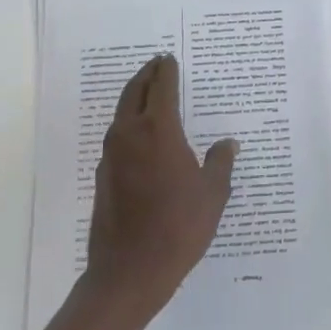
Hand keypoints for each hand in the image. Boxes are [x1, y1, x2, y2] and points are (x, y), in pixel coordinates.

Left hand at [83, 54, 237, 320]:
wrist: (129, 271)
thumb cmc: (179, 227)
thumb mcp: (212, 193)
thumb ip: (220, 163)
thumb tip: (228, 144)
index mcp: (158, 130)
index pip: (160, 86)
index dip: (166, 70)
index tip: (170, 58)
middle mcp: (129, 134)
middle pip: (133, 91)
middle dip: (146, 74)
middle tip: (157, 64)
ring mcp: (111, 155)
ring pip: (121, 113)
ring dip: (134, 97)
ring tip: (150, 94)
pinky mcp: (103, 176)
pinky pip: (117, 137)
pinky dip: (129, 124)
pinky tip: (143, 138)